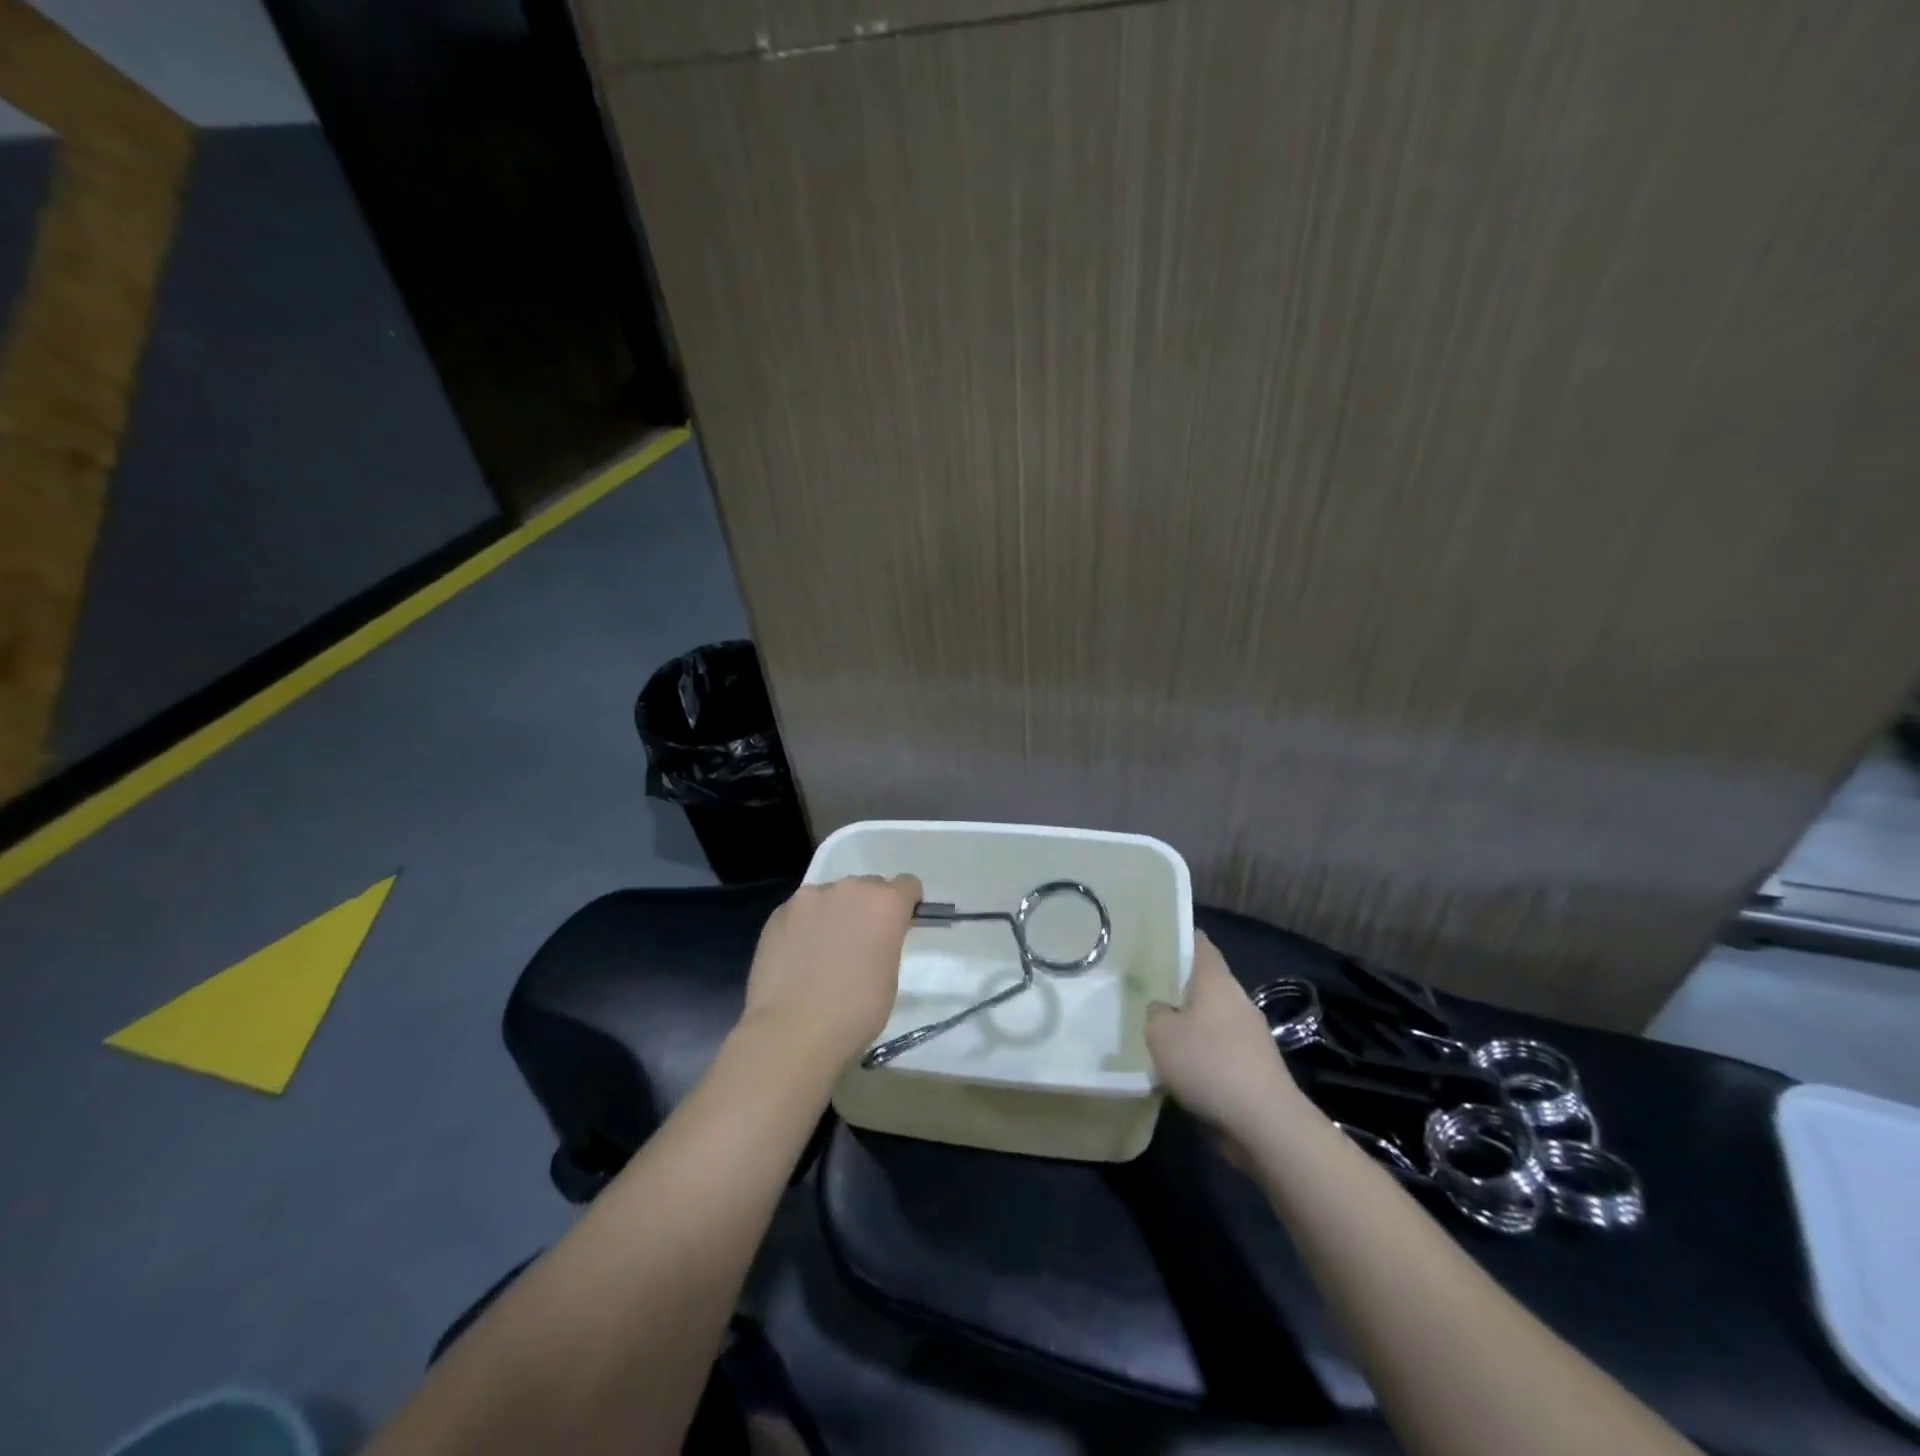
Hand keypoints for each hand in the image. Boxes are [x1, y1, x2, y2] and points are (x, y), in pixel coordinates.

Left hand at [740, 874, 923, 1070]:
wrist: (792, 1031)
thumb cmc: (855, 1011)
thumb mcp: (890, 976)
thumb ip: (886, 942)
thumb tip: (871, 941)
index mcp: (885, 902)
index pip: (907, 885)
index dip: (905, 906)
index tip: (898, 927)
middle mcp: (849, 888)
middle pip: (867, 887)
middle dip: (867, 909)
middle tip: (858, 944)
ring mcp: (809, 898)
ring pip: (830, 897)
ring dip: (833, 914)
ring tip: (822, 952)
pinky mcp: (778, 913)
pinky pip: (801, 912)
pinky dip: (804, 927)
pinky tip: (797, 958)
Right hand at [1147, 931, 1303, 1138]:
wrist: (1265, 1123)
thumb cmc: (1209, 1064)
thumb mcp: (1161, 1034)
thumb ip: (1155, 1014)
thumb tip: (1163, 1010)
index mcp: (1217, 981)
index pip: (1200, 945)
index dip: (1180, 937)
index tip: (1157, 938)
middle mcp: (1238, 1001)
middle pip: (1206, 984)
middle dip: (1180, 986)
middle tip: (1147, 989)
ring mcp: (1252, 1035)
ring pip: (1213, 1019)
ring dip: (1191, 1025)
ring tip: (1160, 1033)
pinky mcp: (1256, 1068)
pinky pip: (1222, 1050)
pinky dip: (1203, 1054)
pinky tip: (1183, 1070)